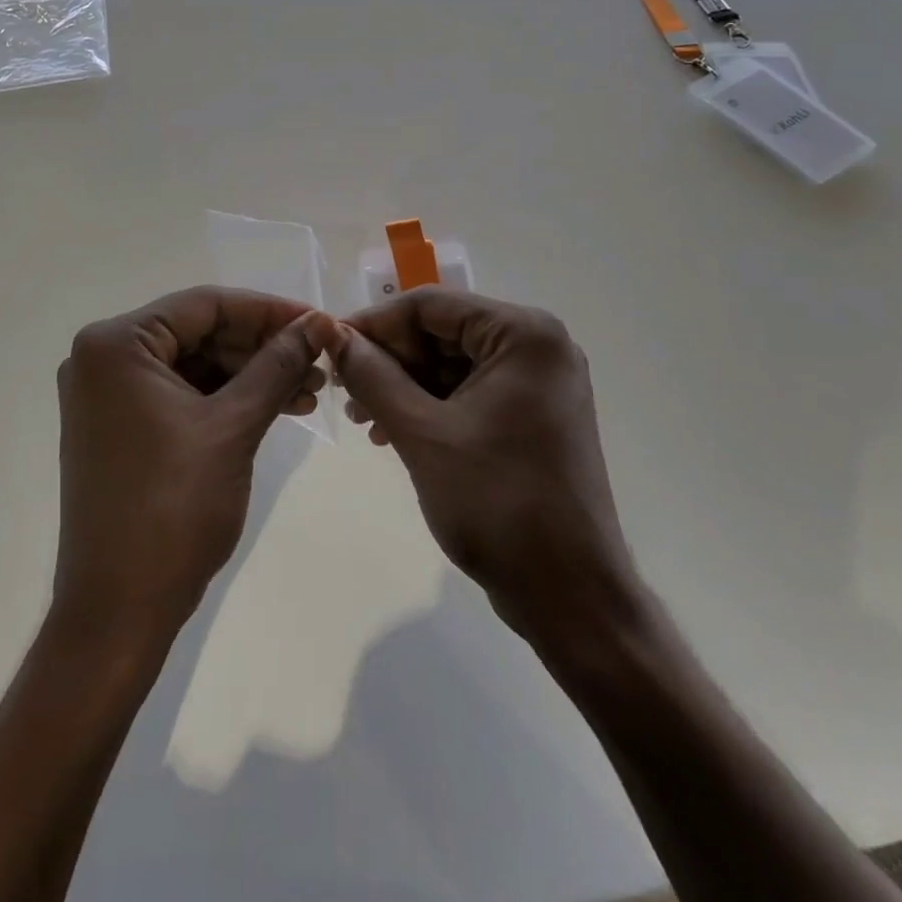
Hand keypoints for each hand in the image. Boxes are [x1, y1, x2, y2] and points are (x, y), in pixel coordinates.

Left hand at [53, 289, 334, 638]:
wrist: (118, 611)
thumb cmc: (173, 508)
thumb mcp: (234, 426)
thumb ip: (277, 364)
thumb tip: (318, 322)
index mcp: (117, 344)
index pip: (205, 305)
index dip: (268, 311)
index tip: (320, 322)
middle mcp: (103, 358)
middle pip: (200, 332)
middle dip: (263, 347)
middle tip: (320, 362)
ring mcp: (109, 396)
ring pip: (196, 365)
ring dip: (252, 375)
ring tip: (310, 391)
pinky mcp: (121, 427)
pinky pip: (182, 395)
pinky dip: (227, 400)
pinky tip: (277, 408)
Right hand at [329, 289, 636, 633]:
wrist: (570, 596)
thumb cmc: (497, 504)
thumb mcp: (421, 433)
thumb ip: (372, 375)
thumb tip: (332, 334)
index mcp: (524, 334)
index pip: (431, 305)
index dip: (375, 323)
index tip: (331, 348)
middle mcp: (538, 346)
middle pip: (443, 332)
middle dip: (390, 360)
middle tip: (345, 392)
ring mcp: (539, 383)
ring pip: (452, 364)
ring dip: (404, 386)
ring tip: (364, 419)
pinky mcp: (534, 416)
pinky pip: (470, 392)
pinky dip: (430, 407)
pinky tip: (392, 432)